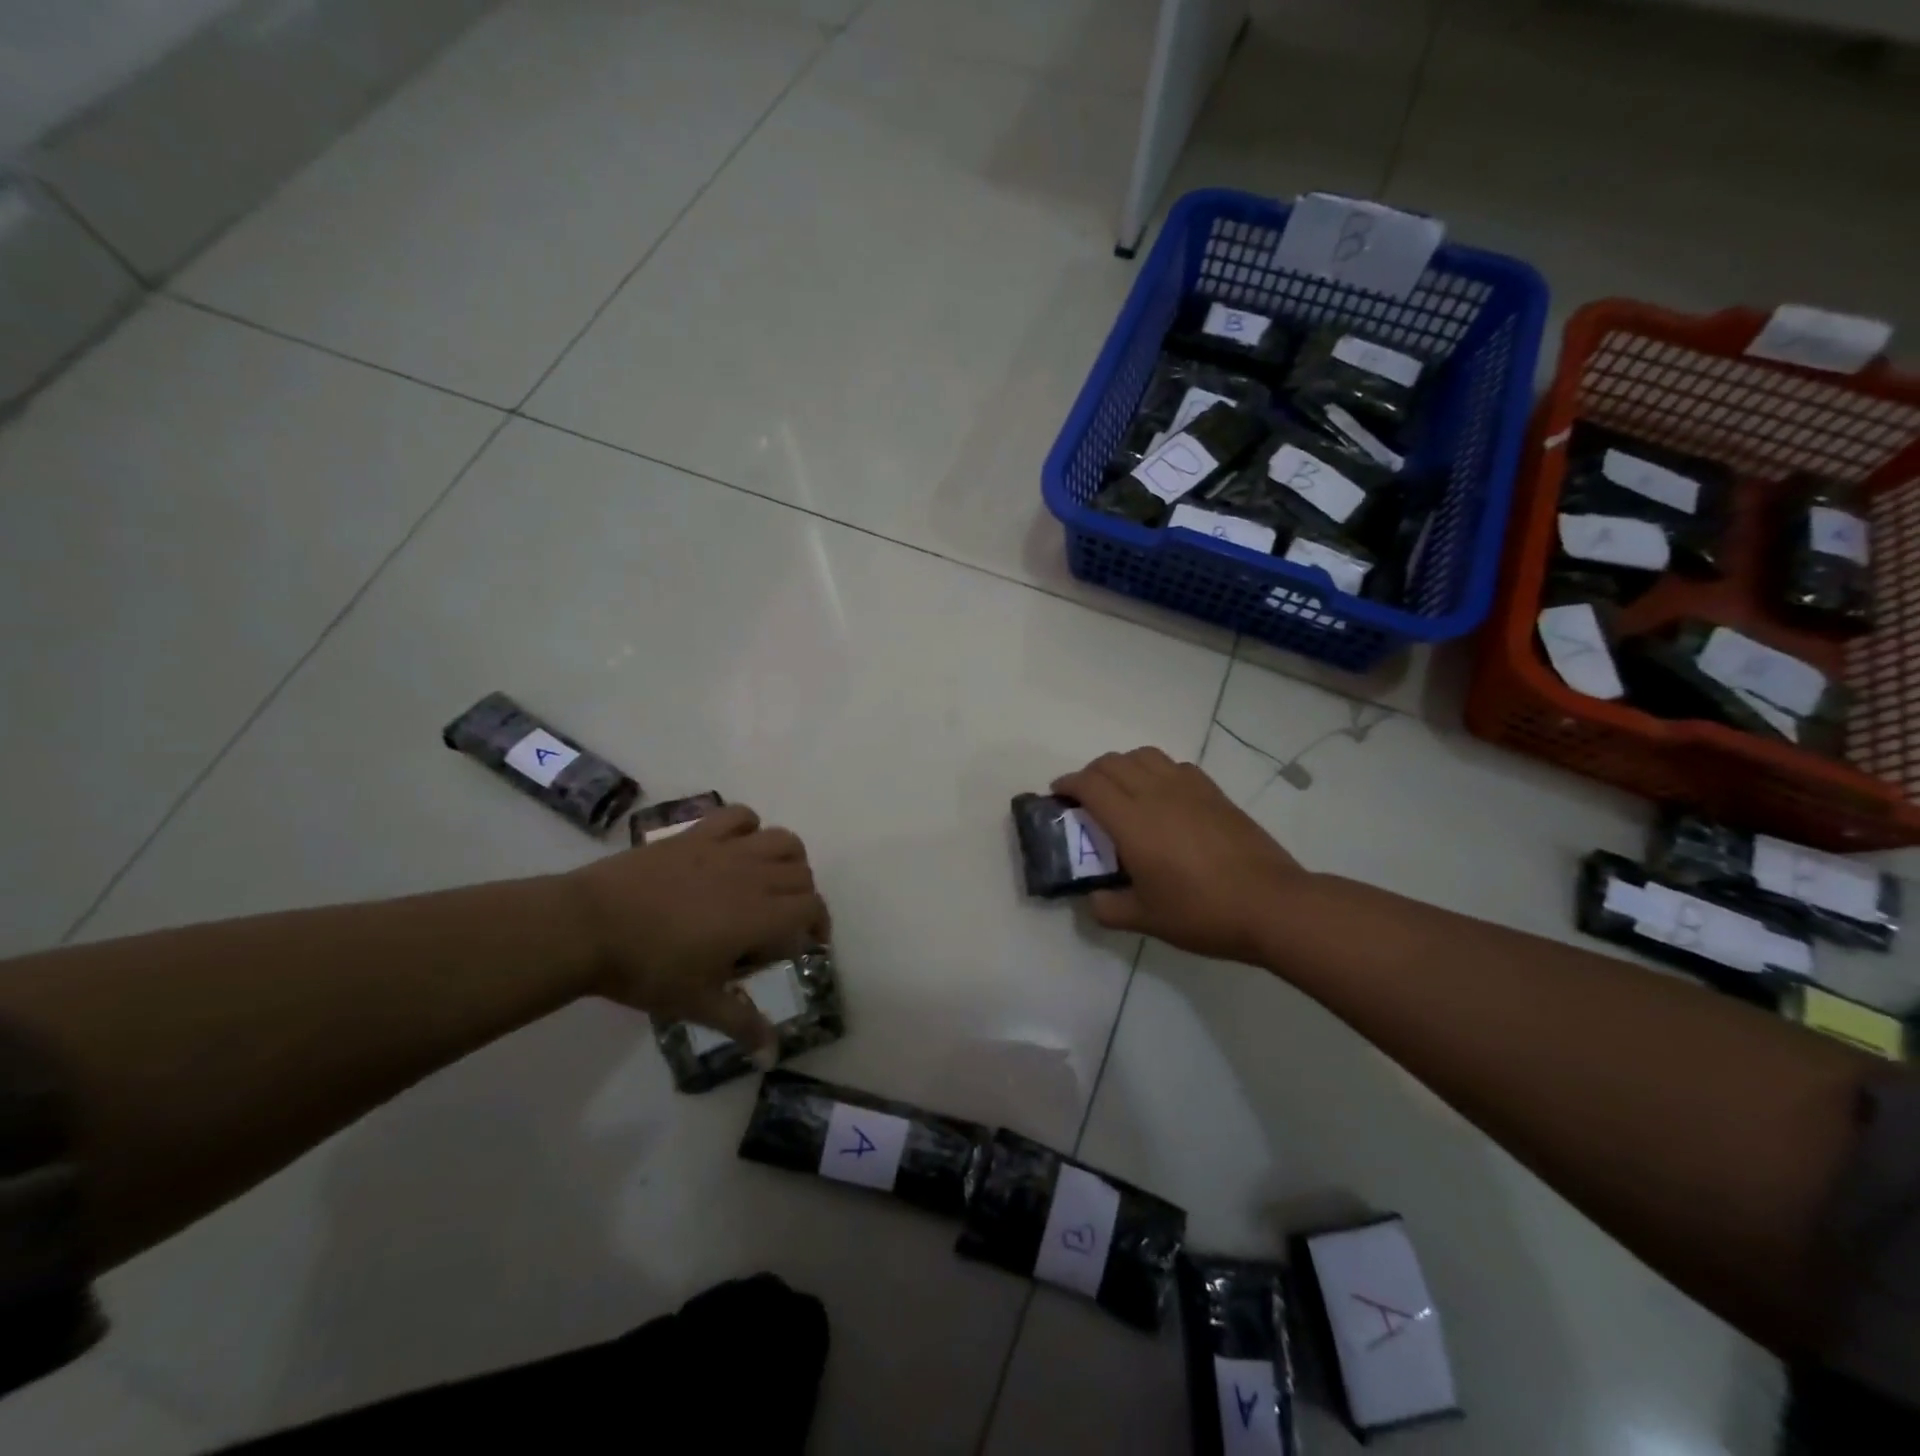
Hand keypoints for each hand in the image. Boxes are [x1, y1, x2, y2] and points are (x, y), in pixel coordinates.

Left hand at [564, 805, 828, 1052]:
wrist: (588, 925)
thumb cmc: (646, 968)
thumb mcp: (696, 1003)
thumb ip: (740, 1023)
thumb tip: (771, 1055)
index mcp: (759, 916)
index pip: (811, 909)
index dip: (818, 925)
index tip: (807, 944)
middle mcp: (753, 875)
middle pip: (801, 874)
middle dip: (802, 898)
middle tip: (782, 922)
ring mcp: (725, 849)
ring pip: (782, 839)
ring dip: (788, 858)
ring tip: (772, 879)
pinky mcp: (697, 833)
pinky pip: (739, 815)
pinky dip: (749, 826)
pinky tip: (738, 846)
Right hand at [1052, 748, 1304, 964]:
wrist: (1270, 904)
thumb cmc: (1202, 912)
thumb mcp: (1146, 919)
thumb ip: (1108, 907)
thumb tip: (1092, 899)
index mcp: (1132, 822)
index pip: (1089, 784)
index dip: (1067, 784)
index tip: (1058, 795)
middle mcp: (1156, 794)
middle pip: (1112, 762)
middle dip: (1090, 773)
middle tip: (1084, 797)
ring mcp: (1188, 788)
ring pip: (1144, 755)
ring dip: (1122, 765)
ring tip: (1121, 789)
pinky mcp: (1213, 791)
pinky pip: (1174, 765)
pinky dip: (1155, 770)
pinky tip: (1161, 795)